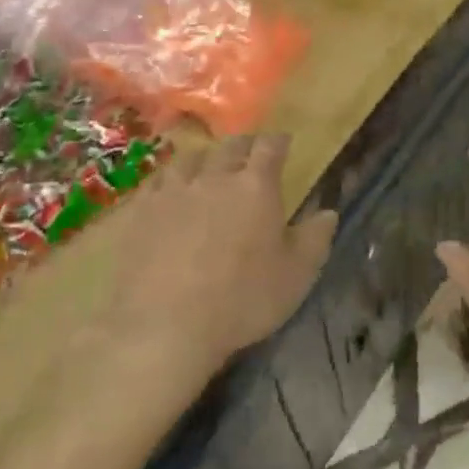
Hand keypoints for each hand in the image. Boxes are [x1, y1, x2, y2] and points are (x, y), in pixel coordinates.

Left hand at [85, 134, 336, 383]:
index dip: (278, 141)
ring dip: (204, 160)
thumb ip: (315, 238)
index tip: (282, 142)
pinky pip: (156, 182)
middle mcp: (214, 177)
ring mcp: (172, 191)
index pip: (270, 147)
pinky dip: (169, 181)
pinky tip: (168, 192)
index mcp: (256, 186)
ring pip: (190, 158)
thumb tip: (328, 213)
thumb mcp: (296, 275)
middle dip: (244, 146)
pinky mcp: (139, 211)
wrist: (165, 326)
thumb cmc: (242, 300)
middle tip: (249, 155)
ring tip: (207, 169)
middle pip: (230, 146)